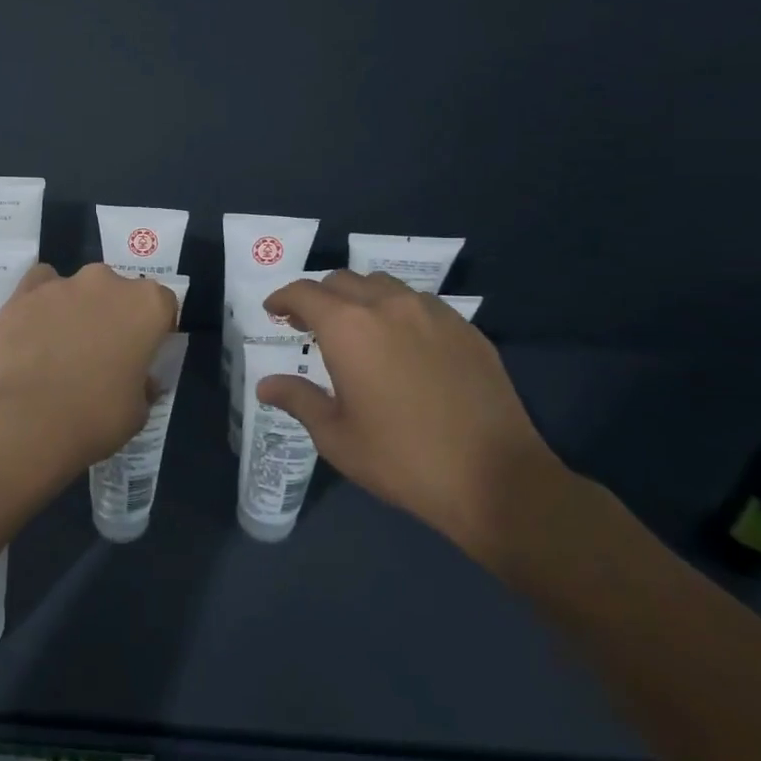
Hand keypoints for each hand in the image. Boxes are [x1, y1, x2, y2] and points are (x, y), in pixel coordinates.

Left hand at [0, 263, 176, 471]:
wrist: (25, 420)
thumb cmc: (95, 417)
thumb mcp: (138, 411)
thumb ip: (143, 385)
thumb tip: (140, 380)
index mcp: (147, 305)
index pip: (162, 305)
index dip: (153, 329)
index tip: (143, 353)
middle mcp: (107, 282)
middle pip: (118, 291)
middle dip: (113, 315)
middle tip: (101, 352)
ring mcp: (62, 284)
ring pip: (77, 288)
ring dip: (76, 308)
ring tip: (61, 347)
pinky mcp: (23, 293)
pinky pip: (39, 286)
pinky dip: (40, 302)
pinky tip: (34, 329)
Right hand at [258, 270, 566, 564]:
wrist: (495, 479)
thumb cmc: (402, 459)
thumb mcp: (336, 436)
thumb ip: (298, 399)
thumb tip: (266, 385)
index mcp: (348, 327)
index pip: (304, 292)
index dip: (283, 298)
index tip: (274, 311)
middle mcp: (388, 306)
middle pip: (342, 280)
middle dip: (319, 297)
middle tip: (309, 324)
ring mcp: (433, 313)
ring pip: (383, 286)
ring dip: (359, 298)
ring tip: (356, 329)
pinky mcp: (466, 329)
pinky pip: (420, 303)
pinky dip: (397, 311)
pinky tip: (401, 344)